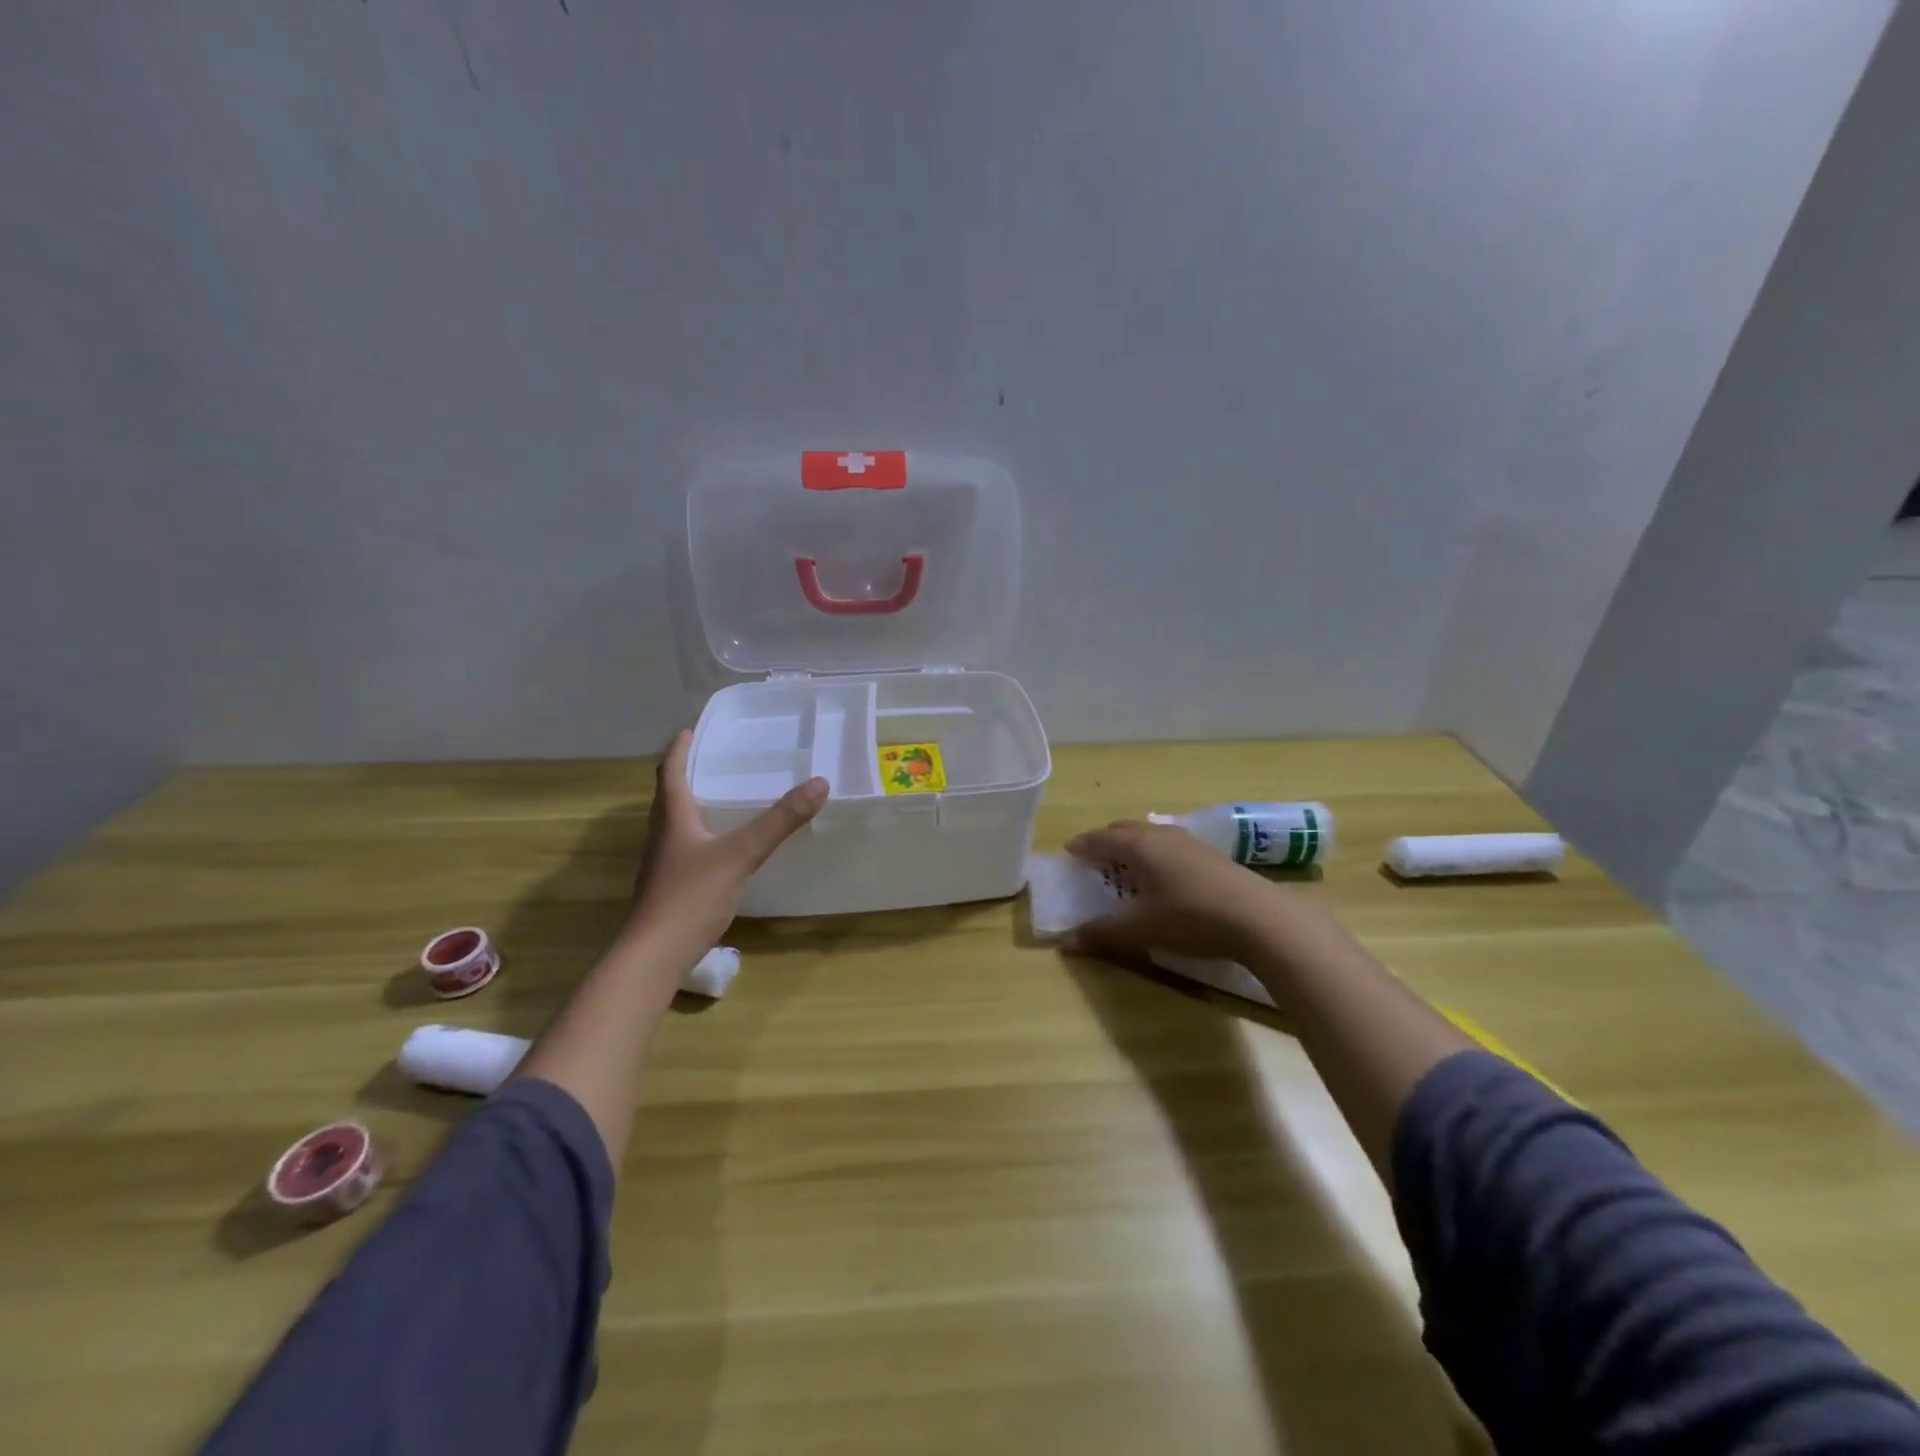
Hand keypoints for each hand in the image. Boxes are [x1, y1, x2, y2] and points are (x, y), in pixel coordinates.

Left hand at [628, 730, 827, 952]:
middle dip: (688, 773)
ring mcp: (664, 864)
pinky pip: (687, 848)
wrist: (654, 956)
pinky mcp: (672, 887)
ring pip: (677, 823)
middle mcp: (663, 835)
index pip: (670, 772)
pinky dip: (703, 835)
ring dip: (694, 805)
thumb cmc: (690, 896)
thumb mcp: (741, 853)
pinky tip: (724, 846)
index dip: (679, 749)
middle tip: (714, 758)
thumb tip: (819, 782)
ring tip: (722, 795)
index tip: (690, 730)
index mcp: (672, 818)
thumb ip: (779, 821)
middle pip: (670, 796)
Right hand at [1063, 819, 1280, 963]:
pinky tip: (1163, 875)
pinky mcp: (1210, 854)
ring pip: (1150, 835)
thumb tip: (1067, 942)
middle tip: (1093, 858)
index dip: (1082, 845)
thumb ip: (1103, 932)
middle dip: (1106, 840)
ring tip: (1126, 865)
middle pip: (1125, 829)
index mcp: (1138, 845)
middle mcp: (1161, 835)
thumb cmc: (1190, 918)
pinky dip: (1155, 853)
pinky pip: (1170, 845)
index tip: (1068, 851)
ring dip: (1132, 845)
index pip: (1100, 838)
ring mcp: (1189, 842)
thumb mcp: (1141, 929)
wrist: (1259, 919)